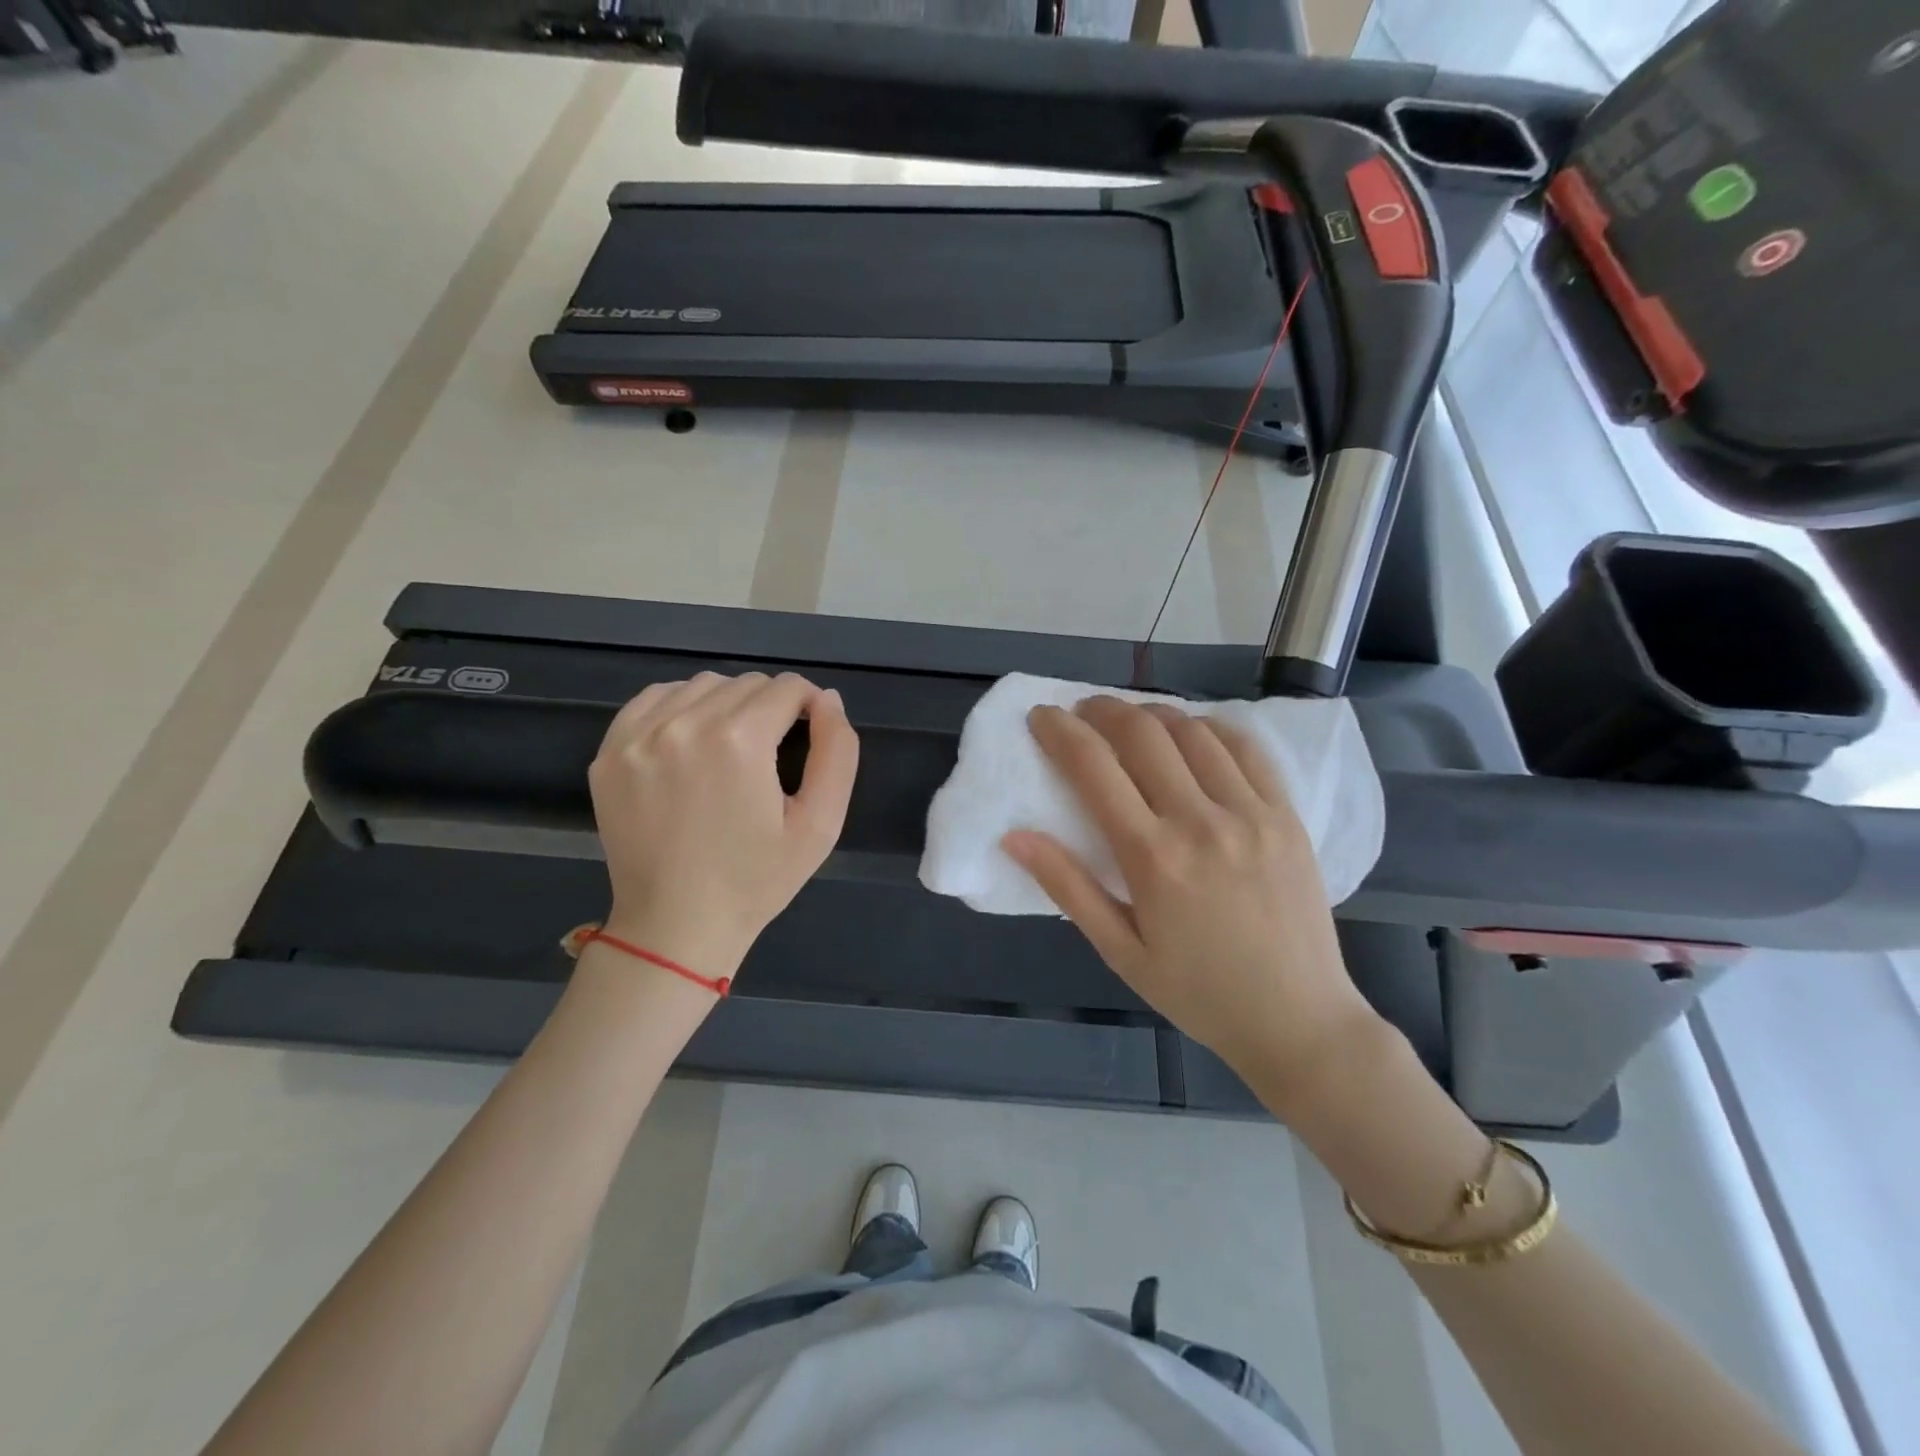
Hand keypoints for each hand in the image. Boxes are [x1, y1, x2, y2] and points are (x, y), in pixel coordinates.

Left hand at [588, 672, 858, 979]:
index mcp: (739, 740)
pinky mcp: (610, 751)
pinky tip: (690, 743)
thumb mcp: (820, 824)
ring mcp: (638, 736)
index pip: (787, 687)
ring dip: (726, 705)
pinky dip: (680, 709)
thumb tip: (826, 698)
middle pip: (746, 683)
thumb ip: (837, 752)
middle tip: (771, 755)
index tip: (809, 736)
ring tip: (731, 750)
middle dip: (770, 708)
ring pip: (701, 685)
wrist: (676, 925)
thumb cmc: (756, 880)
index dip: (809, 707)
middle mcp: (684, 724)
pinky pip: (655, 699)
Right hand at [1003, 697, 1382, 1108]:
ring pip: (1193, 731)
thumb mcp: (1120, 951)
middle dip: (1102, 710)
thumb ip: (1067, 887)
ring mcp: (1251, 813)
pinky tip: (1192, 734)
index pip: (1094, 768)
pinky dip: (1210, 727)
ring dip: (1152, 714)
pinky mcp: (1286, 815)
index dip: (1060, 731)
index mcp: (1153, 858)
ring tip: (1131, 722)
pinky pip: (1246, 747)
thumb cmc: (1198, 992)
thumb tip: (1015, 837)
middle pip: (1143, 733)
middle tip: (1082, 713)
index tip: (1041, 716)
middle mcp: (1201, 821)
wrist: (1298, 1020)